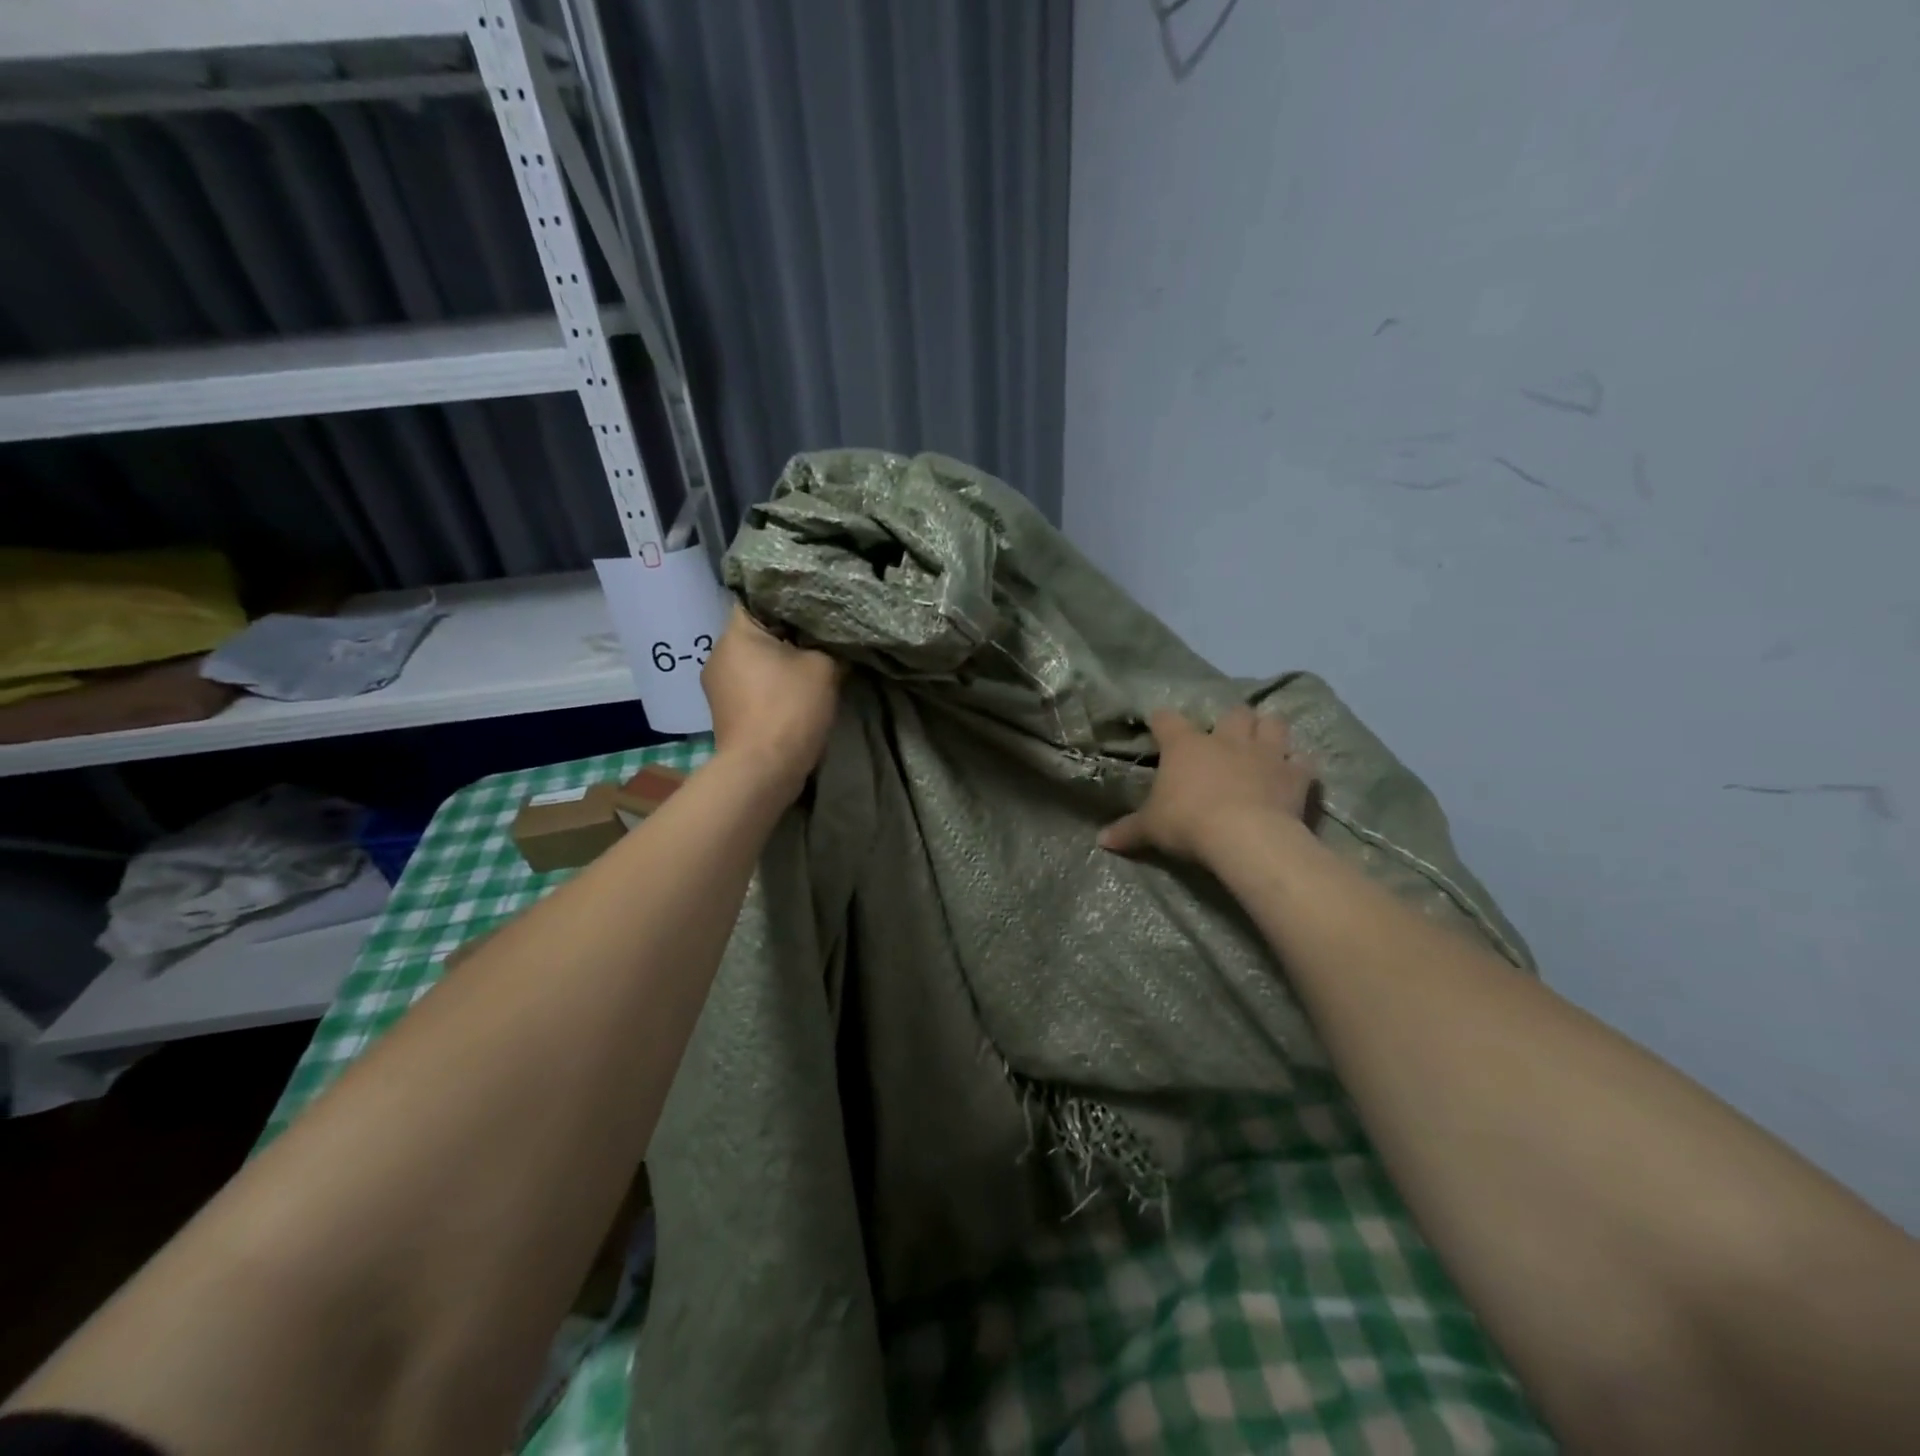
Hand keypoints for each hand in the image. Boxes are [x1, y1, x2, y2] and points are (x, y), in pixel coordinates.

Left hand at [701, 605, 843, 799]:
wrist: (763, 770)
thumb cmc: (790, 708)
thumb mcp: (824, 668)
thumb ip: (829, 645)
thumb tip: (834, 642)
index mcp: (736, 634)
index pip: (758, 599)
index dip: (788, 600)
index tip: (814, 606)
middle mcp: (718, 655)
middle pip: (757, 633)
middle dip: (787, 635)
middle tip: (820, 637)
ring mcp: (717, 686)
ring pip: (755, 662)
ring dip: (779, 663)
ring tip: (811, 666)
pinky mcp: (725, 712)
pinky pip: (752, 686)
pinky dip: (771, 686)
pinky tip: (795, 693)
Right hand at [1098, 705, 1314, 864]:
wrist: (1244, 836)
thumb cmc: (1189, 823)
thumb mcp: (1151, 828)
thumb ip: (1128, 830)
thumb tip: (1100, 840)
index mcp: (1186, 746)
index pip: (1167, 719)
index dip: (1161, 720)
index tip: (1157, 725)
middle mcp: (1226, 739)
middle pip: (1233, 712)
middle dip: (1231, 721)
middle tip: (1225, 738)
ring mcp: (1265, 753)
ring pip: (1273, 723)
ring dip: (1268, 730)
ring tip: (1263, 744)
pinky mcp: (1294, 774)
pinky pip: (1302, 760)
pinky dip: (1298, 764)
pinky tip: (1292, 773)